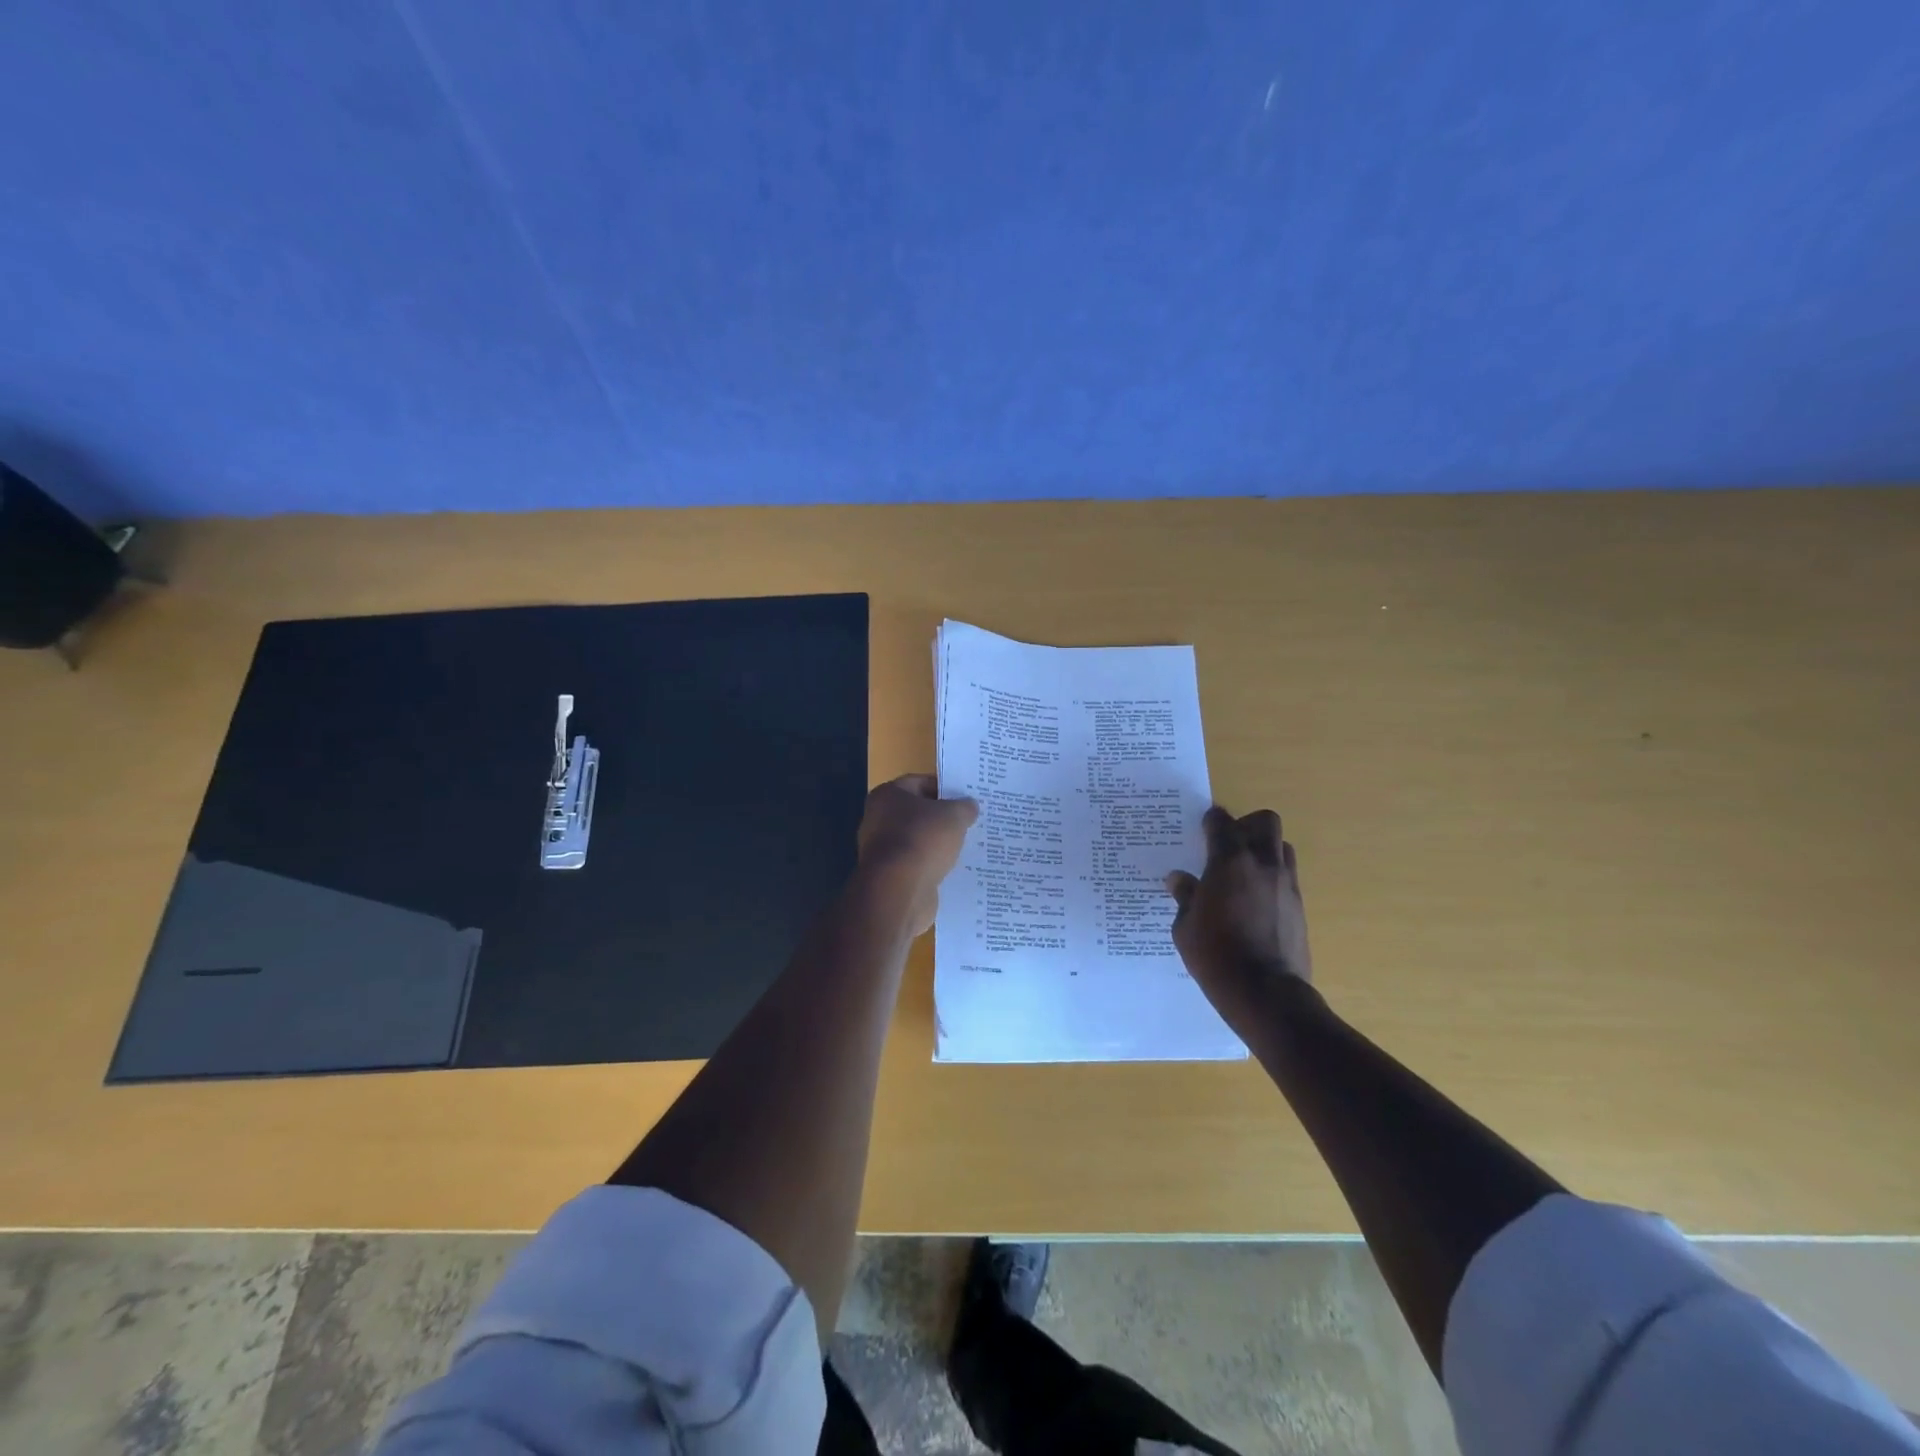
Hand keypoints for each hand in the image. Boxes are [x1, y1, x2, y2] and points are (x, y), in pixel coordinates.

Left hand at [857, 774, 978, 935]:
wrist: (899, 891)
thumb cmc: (923, 840)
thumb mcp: (954, 815)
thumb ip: (964, 807)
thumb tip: (969, 805)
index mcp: (888, 795)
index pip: (920, 782)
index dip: (945, 787)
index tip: (967, 796)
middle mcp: (878, 819)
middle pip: (918, 812)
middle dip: (943, 817)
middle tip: (970, 820)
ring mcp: (882, 850)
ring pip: (918, 840)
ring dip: (938, 843)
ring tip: (967, 844)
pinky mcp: (890, 876)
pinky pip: (917, 864)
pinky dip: (932, 865)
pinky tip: (954, 868)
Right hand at [1165, 806, 1311, 1030]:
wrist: (1265, 993)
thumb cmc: (1215, 955)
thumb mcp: (1185, 927)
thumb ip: (1185, 897)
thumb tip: (1178, 879)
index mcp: (1229, 862)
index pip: (1222, 822)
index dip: (1211, 820)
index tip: (1203, 826)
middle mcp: (1262, 864)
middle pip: (1265, 822)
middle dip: (1247, 825)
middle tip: (1229, 844)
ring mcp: (1286, 884)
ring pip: (1282, 847)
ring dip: (1265, 849)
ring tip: (1245, 871)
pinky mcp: (1299, 906)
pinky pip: (1288, 876)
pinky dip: (1273, 877)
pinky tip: (1256, 900)